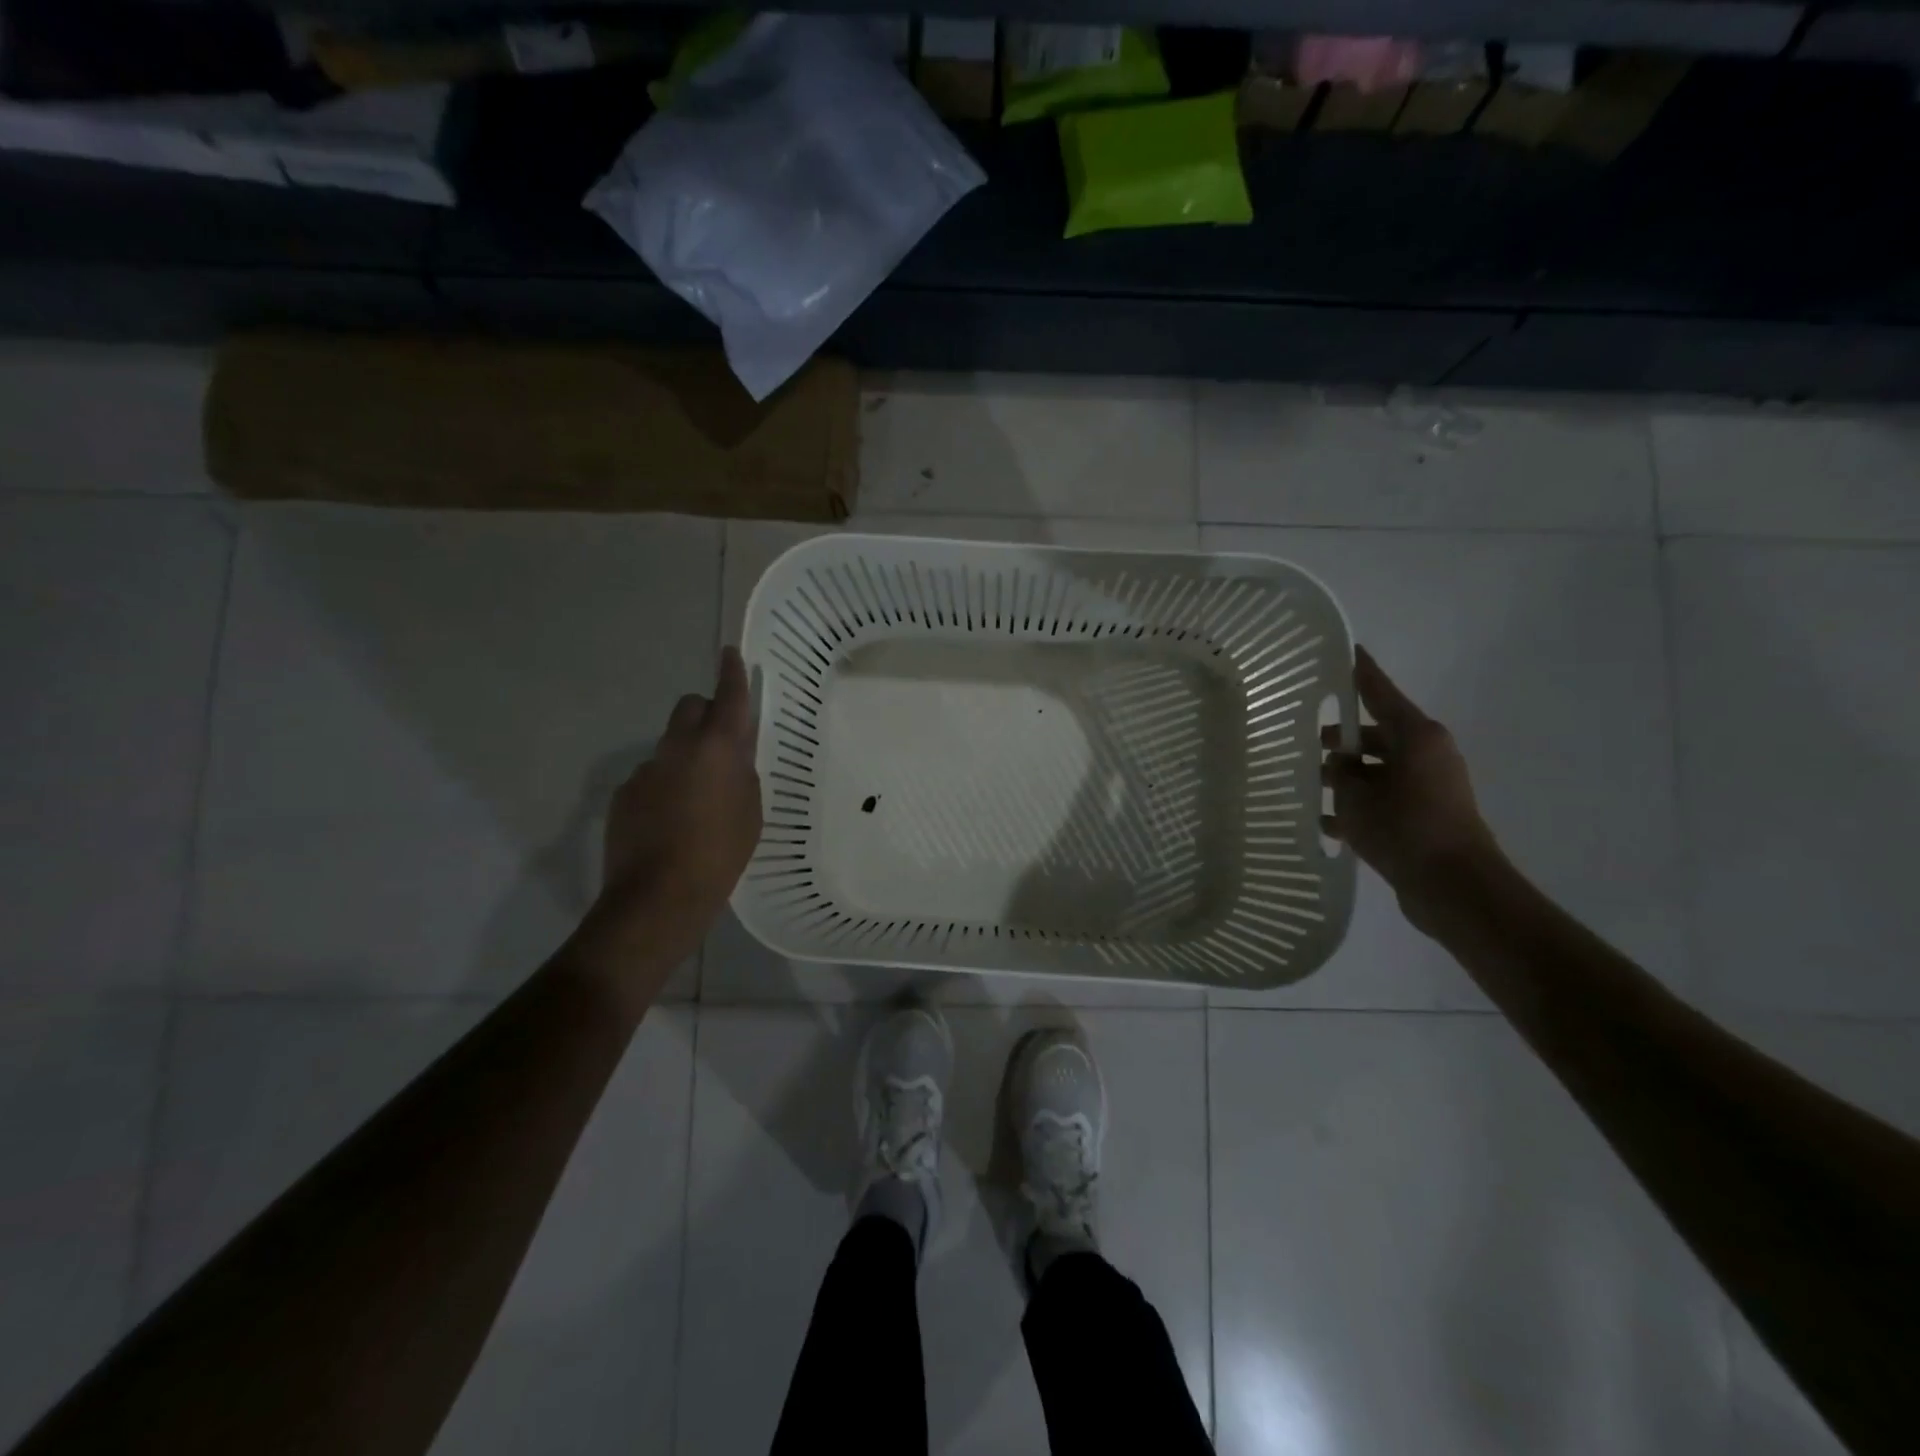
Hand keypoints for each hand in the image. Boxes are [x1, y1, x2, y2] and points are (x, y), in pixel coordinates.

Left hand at [587, 647, 763, 968]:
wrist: (658, 895)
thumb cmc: (721, 853)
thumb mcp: (751, 811)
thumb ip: (743, 773)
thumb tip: (734, 755)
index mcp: (718, 749)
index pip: (728, 697)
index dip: (731, 673)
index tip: (729, 654)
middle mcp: (678, 748)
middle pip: (690, 708)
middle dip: (706, 713)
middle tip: (721, 743)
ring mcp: (646, 770)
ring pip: (670, 745)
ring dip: (685, 756)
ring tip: (697, 798)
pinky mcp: (625, 794)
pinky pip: (651, 775)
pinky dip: (664, 785)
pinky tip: (671, 821)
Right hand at [1321, 646, 1501, 931]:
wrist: (1454, 887)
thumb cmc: (1405, 829)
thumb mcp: (1357, 796)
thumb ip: (1341, 772)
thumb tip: (1338, 763)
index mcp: (1416, 736)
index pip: (1379, 692)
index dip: (1359, 672)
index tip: (1345, 651)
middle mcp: (1426, 753)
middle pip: (1375, 735)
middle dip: (1340, 740)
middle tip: (1303, 741)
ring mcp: (1429, 786)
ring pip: (1377, 769)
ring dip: (1347, 777)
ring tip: (1309, 785)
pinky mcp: (1426, 815)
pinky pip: (1385, 798)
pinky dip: (1360, 806)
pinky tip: (1326, 822)